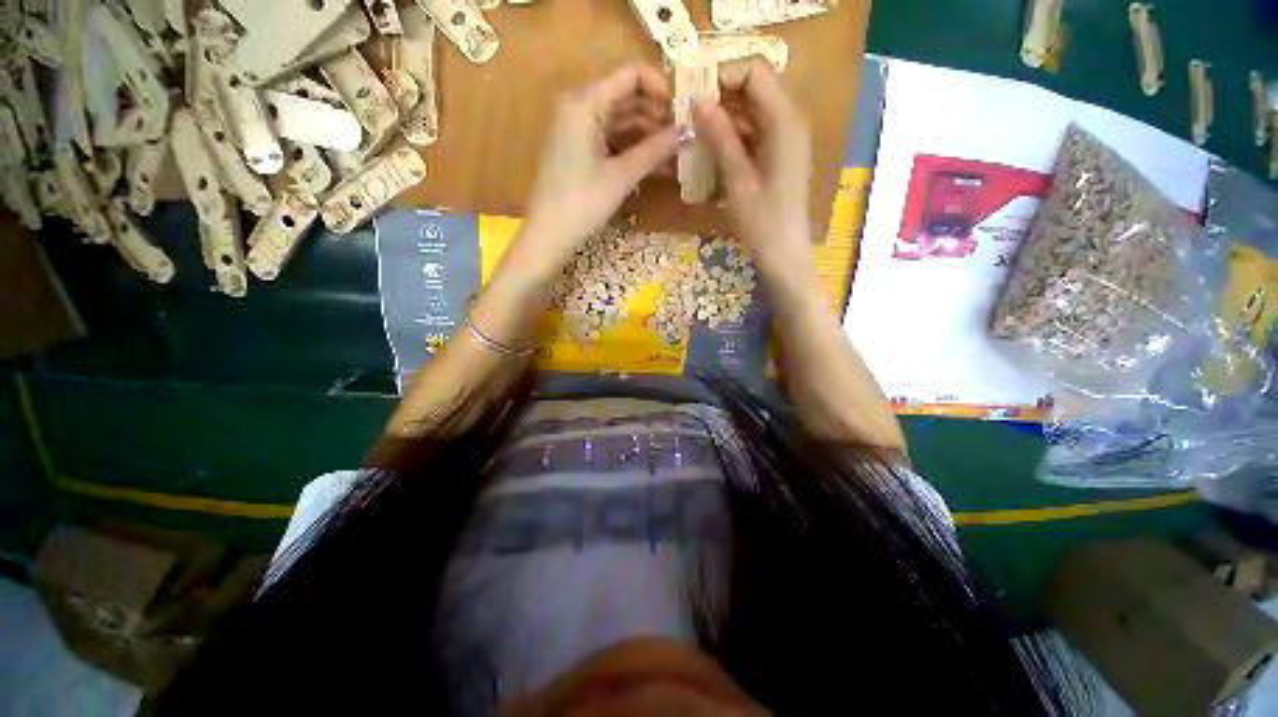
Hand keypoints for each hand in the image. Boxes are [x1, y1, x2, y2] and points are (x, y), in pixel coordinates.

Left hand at [523, 64, 685, 257]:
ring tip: (677, 154)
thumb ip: (655, 150)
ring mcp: (578, 130)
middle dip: (657, 115)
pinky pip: (612, 141)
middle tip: (685, 136)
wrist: (549, 235)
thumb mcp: (621, 175)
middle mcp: (580, 107)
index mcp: (585, 102)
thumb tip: (689, 132)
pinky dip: (633, 150)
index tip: (684, 111)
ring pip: (621, 121)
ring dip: (648, 136)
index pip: (630, 75)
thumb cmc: (582, 203)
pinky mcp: (580, 151)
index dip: (660, 88)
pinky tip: (656, 165)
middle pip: (627, 98)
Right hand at [693, 58, 814, 272]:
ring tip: (694, 134)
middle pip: (754, 88)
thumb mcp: (738, 180)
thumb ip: (720, 138)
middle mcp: (790, 121)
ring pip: (752, 110)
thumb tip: (698, 100)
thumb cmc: (763, 222)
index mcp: (785, 121)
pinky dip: (733, 136)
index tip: (693, 96)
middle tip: (688, 116)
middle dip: (720, 96)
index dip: (723, 75)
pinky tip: (711, 151)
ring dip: (724, 118)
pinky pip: (754, 132)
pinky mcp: (778, 155)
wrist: (784, 255)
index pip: (755, 72)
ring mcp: (785, 139)